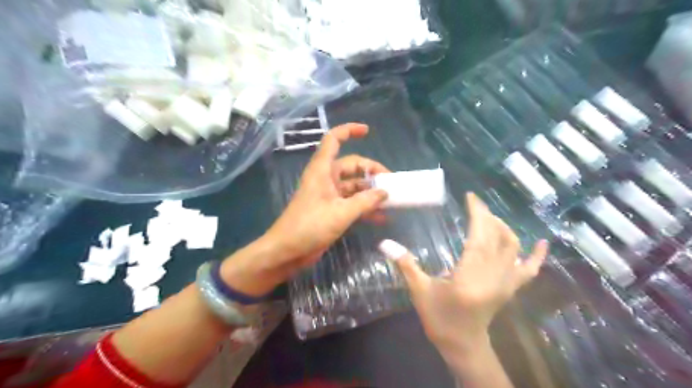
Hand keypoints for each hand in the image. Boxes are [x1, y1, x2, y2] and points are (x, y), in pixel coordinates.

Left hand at [263, 123, 385, 274]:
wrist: (287, 251)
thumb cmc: (310, 226)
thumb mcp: (341, 213)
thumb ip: (365, 201)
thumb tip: (385, 192)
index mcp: (322, 170)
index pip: (333, 140)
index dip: (349, 131)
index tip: (367, 131)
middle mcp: (326, 179)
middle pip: (351, 166)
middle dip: (371, 171)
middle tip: (391, 182)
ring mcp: (329, 195)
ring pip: (354, 186)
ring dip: (370, 192)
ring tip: (391, 200)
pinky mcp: (331, 211)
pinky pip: (352, 203)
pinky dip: (365, 208)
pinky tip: (381, 217)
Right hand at [377, 192, 549, 359]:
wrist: (463, 346)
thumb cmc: (439, 319)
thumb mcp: (420, 292)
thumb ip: (406, 265)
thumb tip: (384, 243)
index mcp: (470, 277)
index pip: (479, 237)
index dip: (477, 214)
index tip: (470, 197)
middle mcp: (493, 277)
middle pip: (498, 238)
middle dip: (487, 216)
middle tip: (474, 203)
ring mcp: (506, 283)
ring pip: (513, 247)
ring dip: (502, 227)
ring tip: (488, 216)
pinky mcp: (511, 288)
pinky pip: (529, 270)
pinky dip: (537, 256)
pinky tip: (542, 242)